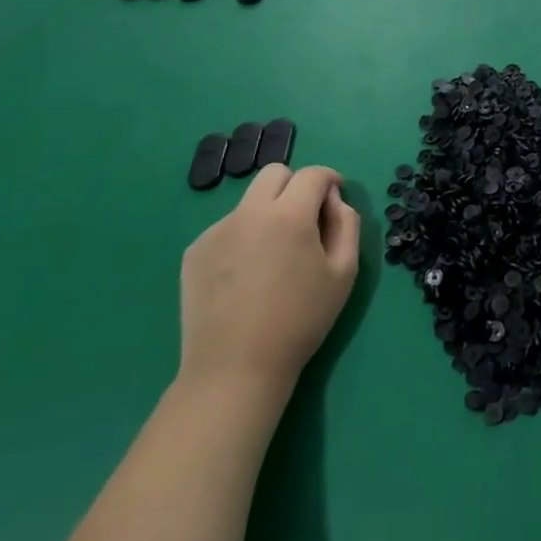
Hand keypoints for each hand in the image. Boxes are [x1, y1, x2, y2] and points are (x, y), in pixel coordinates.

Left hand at [179, 164, 359, 398]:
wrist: (235, 367)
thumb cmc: (301, 320)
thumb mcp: (343, 273)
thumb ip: (346, 224)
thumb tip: (334, 201)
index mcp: (289, 215)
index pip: (313, 174)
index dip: (330, 180)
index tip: (335, 198)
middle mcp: (249, 212)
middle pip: (274, 173)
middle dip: (296, 186)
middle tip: (306, 220)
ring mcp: (216, 230)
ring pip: (250, 202)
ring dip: (269, 213)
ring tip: (274, 257)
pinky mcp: (195, 251)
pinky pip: (228, 228)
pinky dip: (244, 237)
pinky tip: (247, 275)